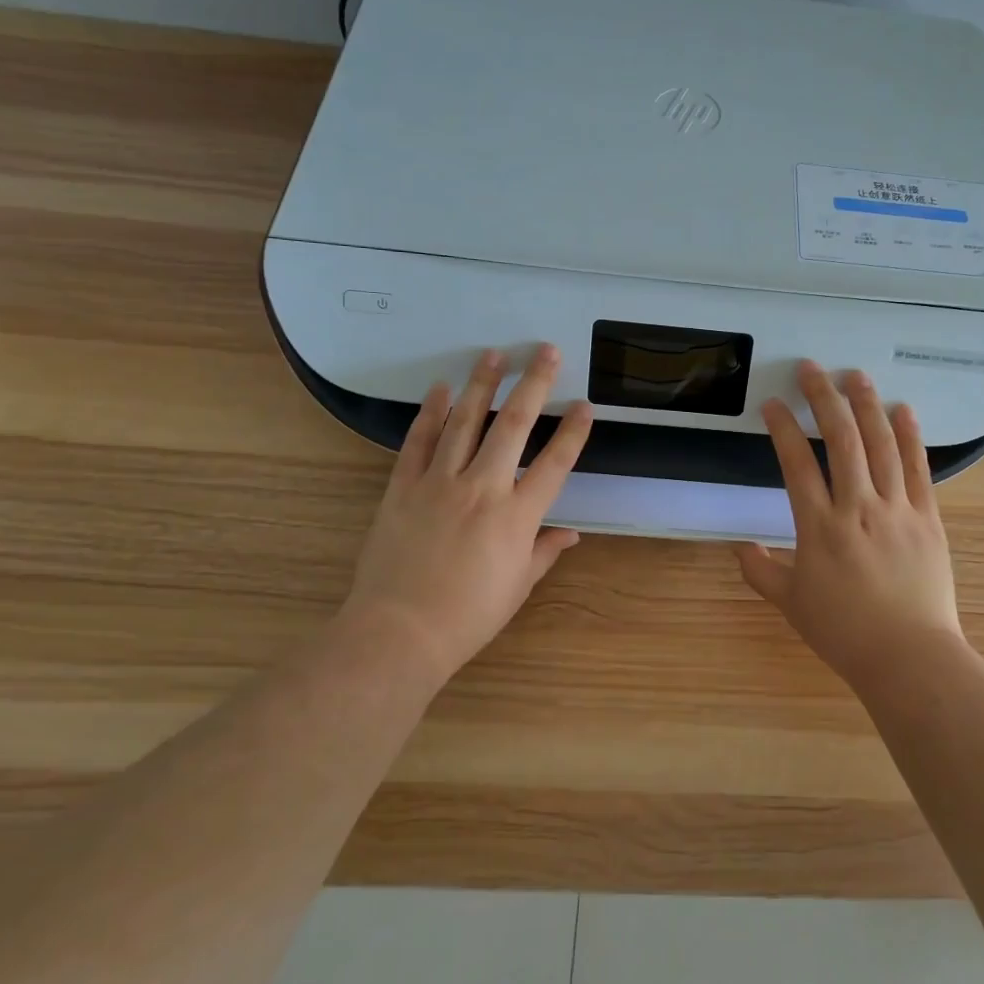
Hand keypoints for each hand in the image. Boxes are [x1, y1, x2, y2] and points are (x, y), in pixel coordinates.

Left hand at [336, 346, 593, 689]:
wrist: (399, 631)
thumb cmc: (468, 615)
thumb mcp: (517, 586)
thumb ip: (544, 552)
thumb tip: (571, 533)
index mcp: (517, 517)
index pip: (554, 464)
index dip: (572, 432)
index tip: (583, 404)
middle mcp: (483, 488)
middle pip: (513, 426)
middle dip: (532, 384)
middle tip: (545, 352)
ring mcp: (439, 483)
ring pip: (465, 422)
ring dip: (482, 385)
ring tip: (493, 354)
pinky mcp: (403, 487)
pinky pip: (419, 442)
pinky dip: (431, 413)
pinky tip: (441, 389)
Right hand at [737, 361, 967, 691]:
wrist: (909, 657)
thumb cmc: (845, 632)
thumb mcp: (792, 605)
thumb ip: (761, 573)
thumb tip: (740, 549)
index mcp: (819, 528)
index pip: (796, 465)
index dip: (782, 429)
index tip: (772, 404)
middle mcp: (857, 507)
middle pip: (841, 440)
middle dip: (823, 399)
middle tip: (811, 369)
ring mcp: (897, 509)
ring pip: (881, 445)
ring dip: (867, 405)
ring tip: (855, 375)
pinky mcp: (927, 517)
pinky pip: (918, 468)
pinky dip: (910, 436)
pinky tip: (902, 410)